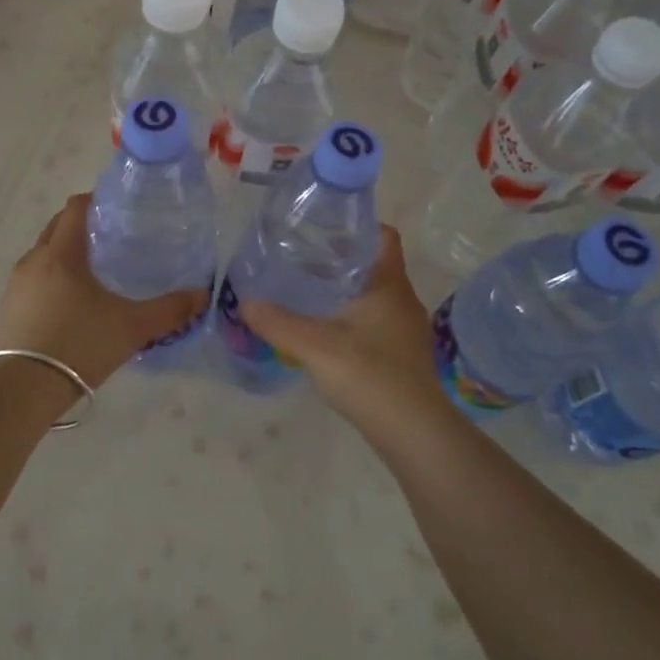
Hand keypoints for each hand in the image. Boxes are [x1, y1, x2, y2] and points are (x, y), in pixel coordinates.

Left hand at [0, 193, 209, 388]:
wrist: (23, 389)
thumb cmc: (79, 344)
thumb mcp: (132, 327)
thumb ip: (169, 310)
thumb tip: (202, 295)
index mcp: (62, 253)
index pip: (75, 208)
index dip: (96, 200)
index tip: (119, 208)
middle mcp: (34, 260)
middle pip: (57, 227)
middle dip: (81, 226)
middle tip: (113, 238)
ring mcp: (17, 285)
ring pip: (44, 255)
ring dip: (65, 254)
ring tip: (96, 271)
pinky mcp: (9, 309)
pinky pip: (34, 280)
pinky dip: (53, 279)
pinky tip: (73, 303)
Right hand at [241, 227, 449, 435]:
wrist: (414, 433)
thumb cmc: (370, 376)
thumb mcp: (316, 346)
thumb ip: (278, 323)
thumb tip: (245, 303)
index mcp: (389, 285)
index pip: (384, 237)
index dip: (359, 226)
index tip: (325, 227)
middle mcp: (403, 301)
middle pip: (375, 265)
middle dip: (342, 259)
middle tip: (304, 258)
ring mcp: (406, 330)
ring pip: (375, 295)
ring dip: (347, 290)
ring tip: (310, 292)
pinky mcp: (403, 355)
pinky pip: (377, 321)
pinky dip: (354, 317)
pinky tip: (328, 331)